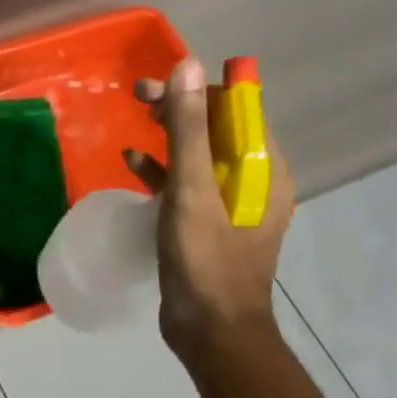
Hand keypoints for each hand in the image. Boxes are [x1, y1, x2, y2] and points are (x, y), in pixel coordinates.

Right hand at [124, 55, 295, 361]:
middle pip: (216, 131)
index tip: (155, 87)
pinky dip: (161, 172)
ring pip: (198, 157)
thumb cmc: (206, 259)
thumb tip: (188, 67)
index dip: (197, 91)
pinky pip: (186, 186)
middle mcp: (254, 181)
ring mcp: (230, 205)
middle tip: (136, 97)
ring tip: (134, 123)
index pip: (236, 111)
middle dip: (178, 110)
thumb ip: (189, 130)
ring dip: (168, 137)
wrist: (211, 330)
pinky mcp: (206, 226)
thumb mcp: (193, 191)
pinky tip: (132, 165)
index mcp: (264, 168)